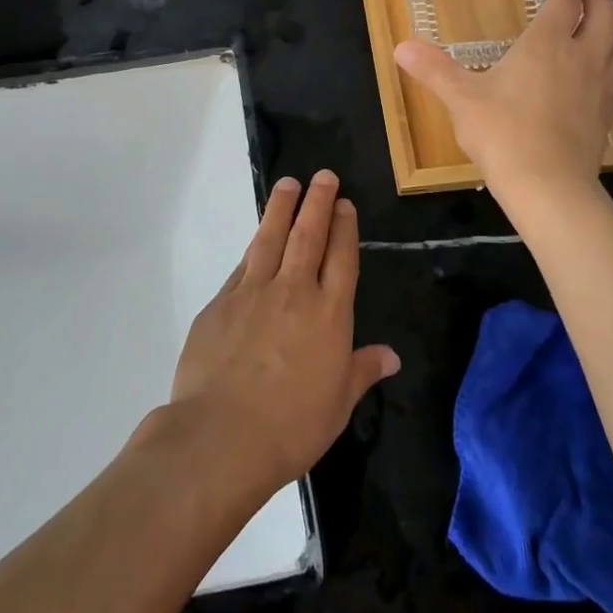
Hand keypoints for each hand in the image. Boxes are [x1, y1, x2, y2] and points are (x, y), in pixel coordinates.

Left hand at [168, 170, 400, 500]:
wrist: (221, 437)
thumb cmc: (291, 426)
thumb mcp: (338, 404)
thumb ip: (362, 371)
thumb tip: (392, 356)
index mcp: (329, 314)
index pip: (341, 258)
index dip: (344, 227)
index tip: (344, 204)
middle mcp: (293, 292)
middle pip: (308, 236)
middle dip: (318, 202)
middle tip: (323, 176)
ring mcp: (253, 293)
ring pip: (270, 238)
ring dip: (281, 209)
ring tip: (288, 184)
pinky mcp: (220, 303)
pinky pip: (242, 266)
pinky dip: (253, 248)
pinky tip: (256, 240)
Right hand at [394, 0, 612, 208]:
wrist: (548, 186)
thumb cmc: (502, 134)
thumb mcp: (461, 100)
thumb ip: (434, 70)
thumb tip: (401, 47)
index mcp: (546, 44)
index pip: (565, 1)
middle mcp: (581, 57)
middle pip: (607, 14)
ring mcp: (601, 88)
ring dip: (612, 30)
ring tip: (597, 30)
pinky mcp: (607, 116)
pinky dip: (610, 66)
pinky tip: (592, 79)